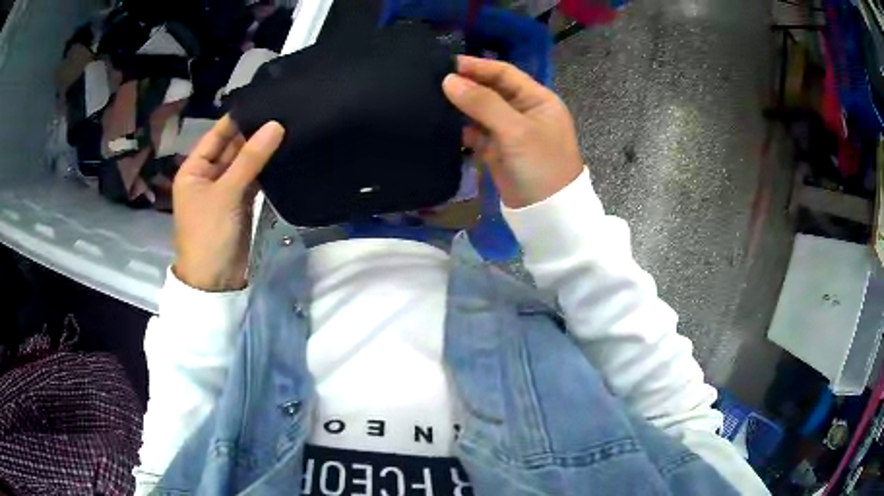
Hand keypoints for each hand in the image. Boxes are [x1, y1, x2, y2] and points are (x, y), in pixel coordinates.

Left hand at [172, 116, 284, 291]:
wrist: (216, 281)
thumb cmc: (209, 233)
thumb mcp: (226, 193)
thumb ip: (250, 158)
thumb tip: (276, 124)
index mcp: (194, 168)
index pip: (217, 134)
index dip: (238, 118)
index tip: (266, 100)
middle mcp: (208, 175)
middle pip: (232, 147)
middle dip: (254, 133)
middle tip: (285, 111)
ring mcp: (225, 189)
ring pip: (245, 163)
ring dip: (263, 150)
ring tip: (291, 126)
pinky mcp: (241, 203)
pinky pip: (254, 179)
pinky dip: (267, 169)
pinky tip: (285, 152)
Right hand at [442, 56, 583, 208]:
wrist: (547, 214)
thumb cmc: (541, 165)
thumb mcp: (516, 130)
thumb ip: (483, 103)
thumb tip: (448, 80)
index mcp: (537, 99)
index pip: (505, 73)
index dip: (478, 66)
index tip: (447, 64)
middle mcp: (523, 111)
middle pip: (491, 90)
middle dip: (466, 85)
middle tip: (433, 80)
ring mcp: (509, 131)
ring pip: (480, 111)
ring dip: (460, 105)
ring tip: (430, 98)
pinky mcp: (496, 150)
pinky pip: (475, 132)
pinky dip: (460, 127)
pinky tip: (440, 122)